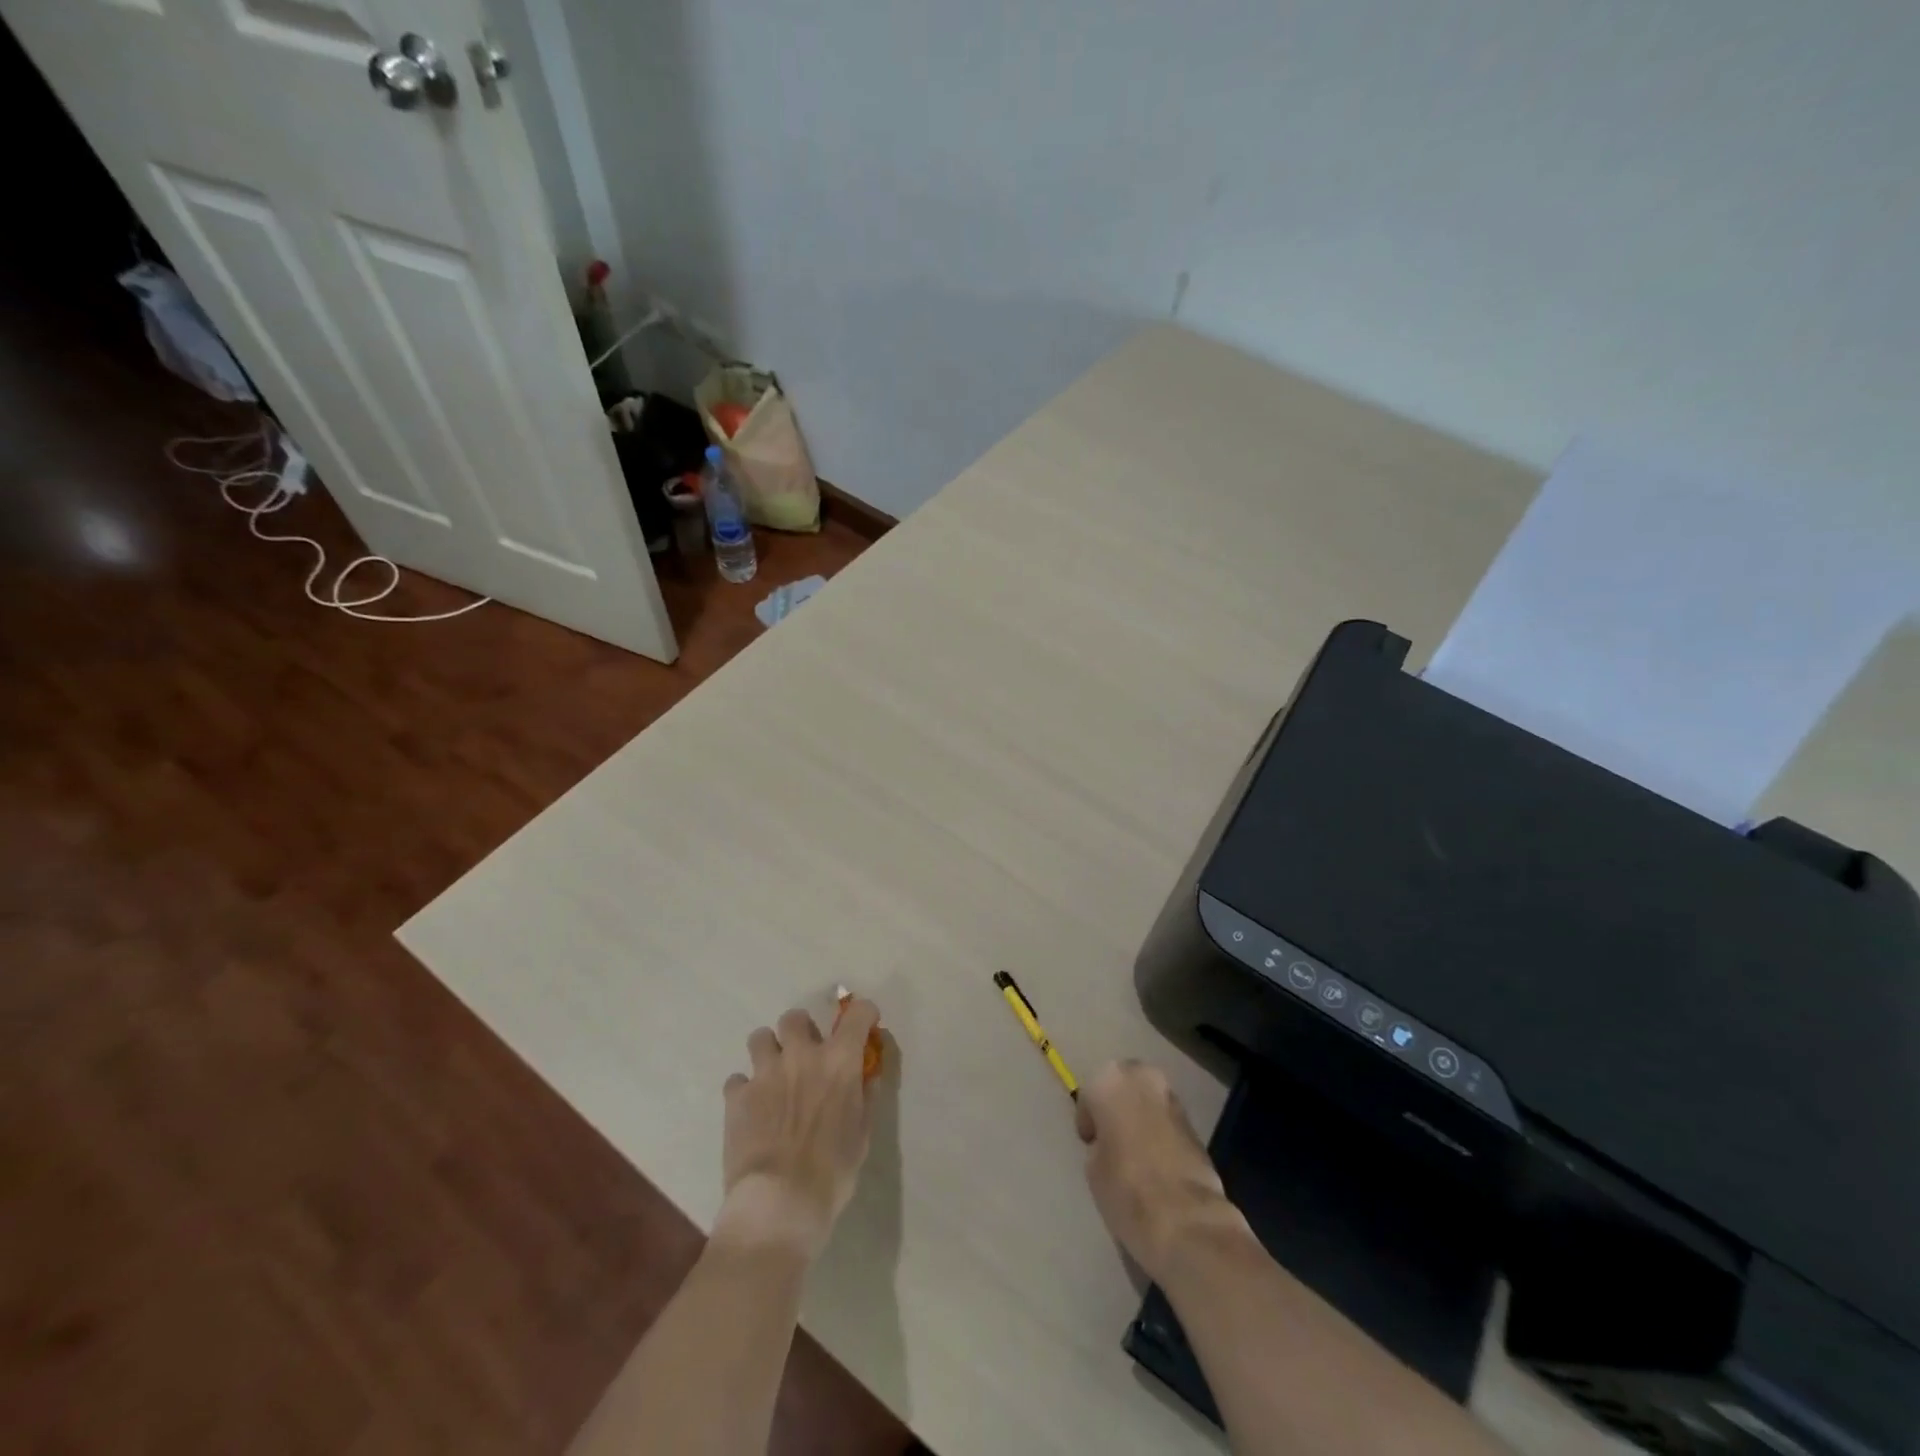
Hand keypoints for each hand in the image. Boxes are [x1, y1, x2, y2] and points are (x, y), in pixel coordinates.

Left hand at [717, 1000, 881, 1260]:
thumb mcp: (862, 1134)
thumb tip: (867, 1075)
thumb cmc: (832, 1171)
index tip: (864, 1024)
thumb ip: (864, 1096)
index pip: (858, 1013)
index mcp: (839, 1060)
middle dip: (801, 1031)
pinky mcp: (736, 1096)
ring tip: (772, 1076)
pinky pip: (737, 1079)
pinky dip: (744, 1090)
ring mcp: (765, 1072)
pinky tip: (751, 1110)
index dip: (863, 1014)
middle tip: (805, 1054)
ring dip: (768, 1052)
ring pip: (760, 1037)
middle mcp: (802, 1054)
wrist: (780, 1203)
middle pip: (795, 1017)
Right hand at [1076, 1060, 1248, 1284]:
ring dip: (1140, 1118)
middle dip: (1117, 1108)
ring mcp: (1172, 1097)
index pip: (1089, 1095)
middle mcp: (1142, 1078)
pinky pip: (1166, 1120)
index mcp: (1110, 1080)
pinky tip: (1157, 1163)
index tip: (1091, 1145)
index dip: (1089, 1120)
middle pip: (1122, 1087)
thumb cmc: (1125, 1187)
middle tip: (1112, 1141)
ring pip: (1147, 1101)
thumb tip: (1111, 1144)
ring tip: (1135, 1155)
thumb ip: (1100, 1142)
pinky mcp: (1195, 1123)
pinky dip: (1160, 1133)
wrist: (1186, 1220)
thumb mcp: (1093, 1166)